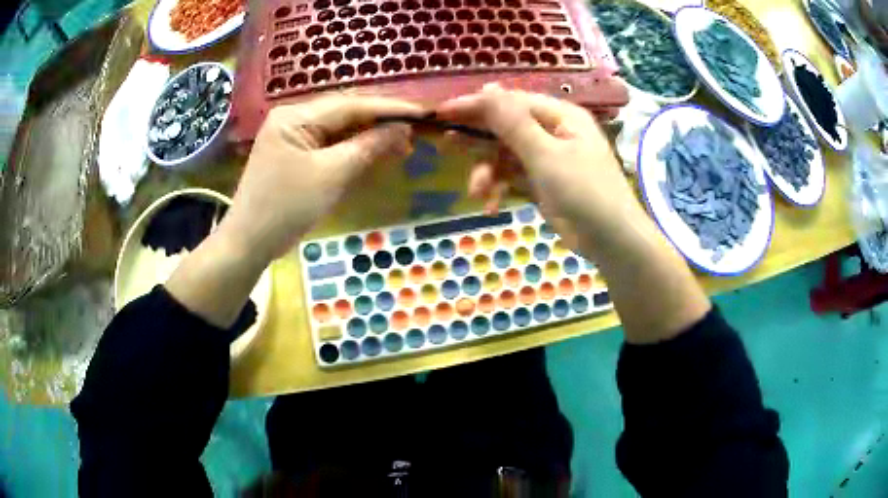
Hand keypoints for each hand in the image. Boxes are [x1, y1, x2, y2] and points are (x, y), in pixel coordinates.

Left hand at [220, 95, 420, 263]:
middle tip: (416, 129)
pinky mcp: (292, 152)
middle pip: (345, 111)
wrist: (248, 242)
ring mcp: (290, 134)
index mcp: (296, 116)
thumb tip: (403, 128)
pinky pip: (328, 141)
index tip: (423, 113)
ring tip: (402, 142)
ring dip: (369, 133)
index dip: (390, 108)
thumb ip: (369, 146)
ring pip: (338, 126)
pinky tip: (373, 149)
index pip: (351, 104)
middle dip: (381, 120)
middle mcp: (292, 116)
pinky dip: (352, 146)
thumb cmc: (286, 208)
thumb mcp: (332, 175)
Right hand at [439, 85, 708, 342]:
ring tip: (477, 192)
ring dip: (488, 172)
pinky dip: (500, 188)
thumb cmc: (585, 191)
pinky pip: (513, 177)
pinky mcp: (543, 182)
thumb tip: (487, 87)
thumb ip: (513, 123)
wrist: (611, 240)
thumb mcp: (546, 155)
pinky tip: (491, 206)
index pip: (511, 102)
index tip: (443, 113)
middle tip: (447, 144)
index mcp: (560, 116)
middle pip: (506, 127)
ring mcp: (548, 158)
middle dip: (479, 141)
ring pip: (506, 155)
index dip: (477, 105)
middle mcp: (553, 131)